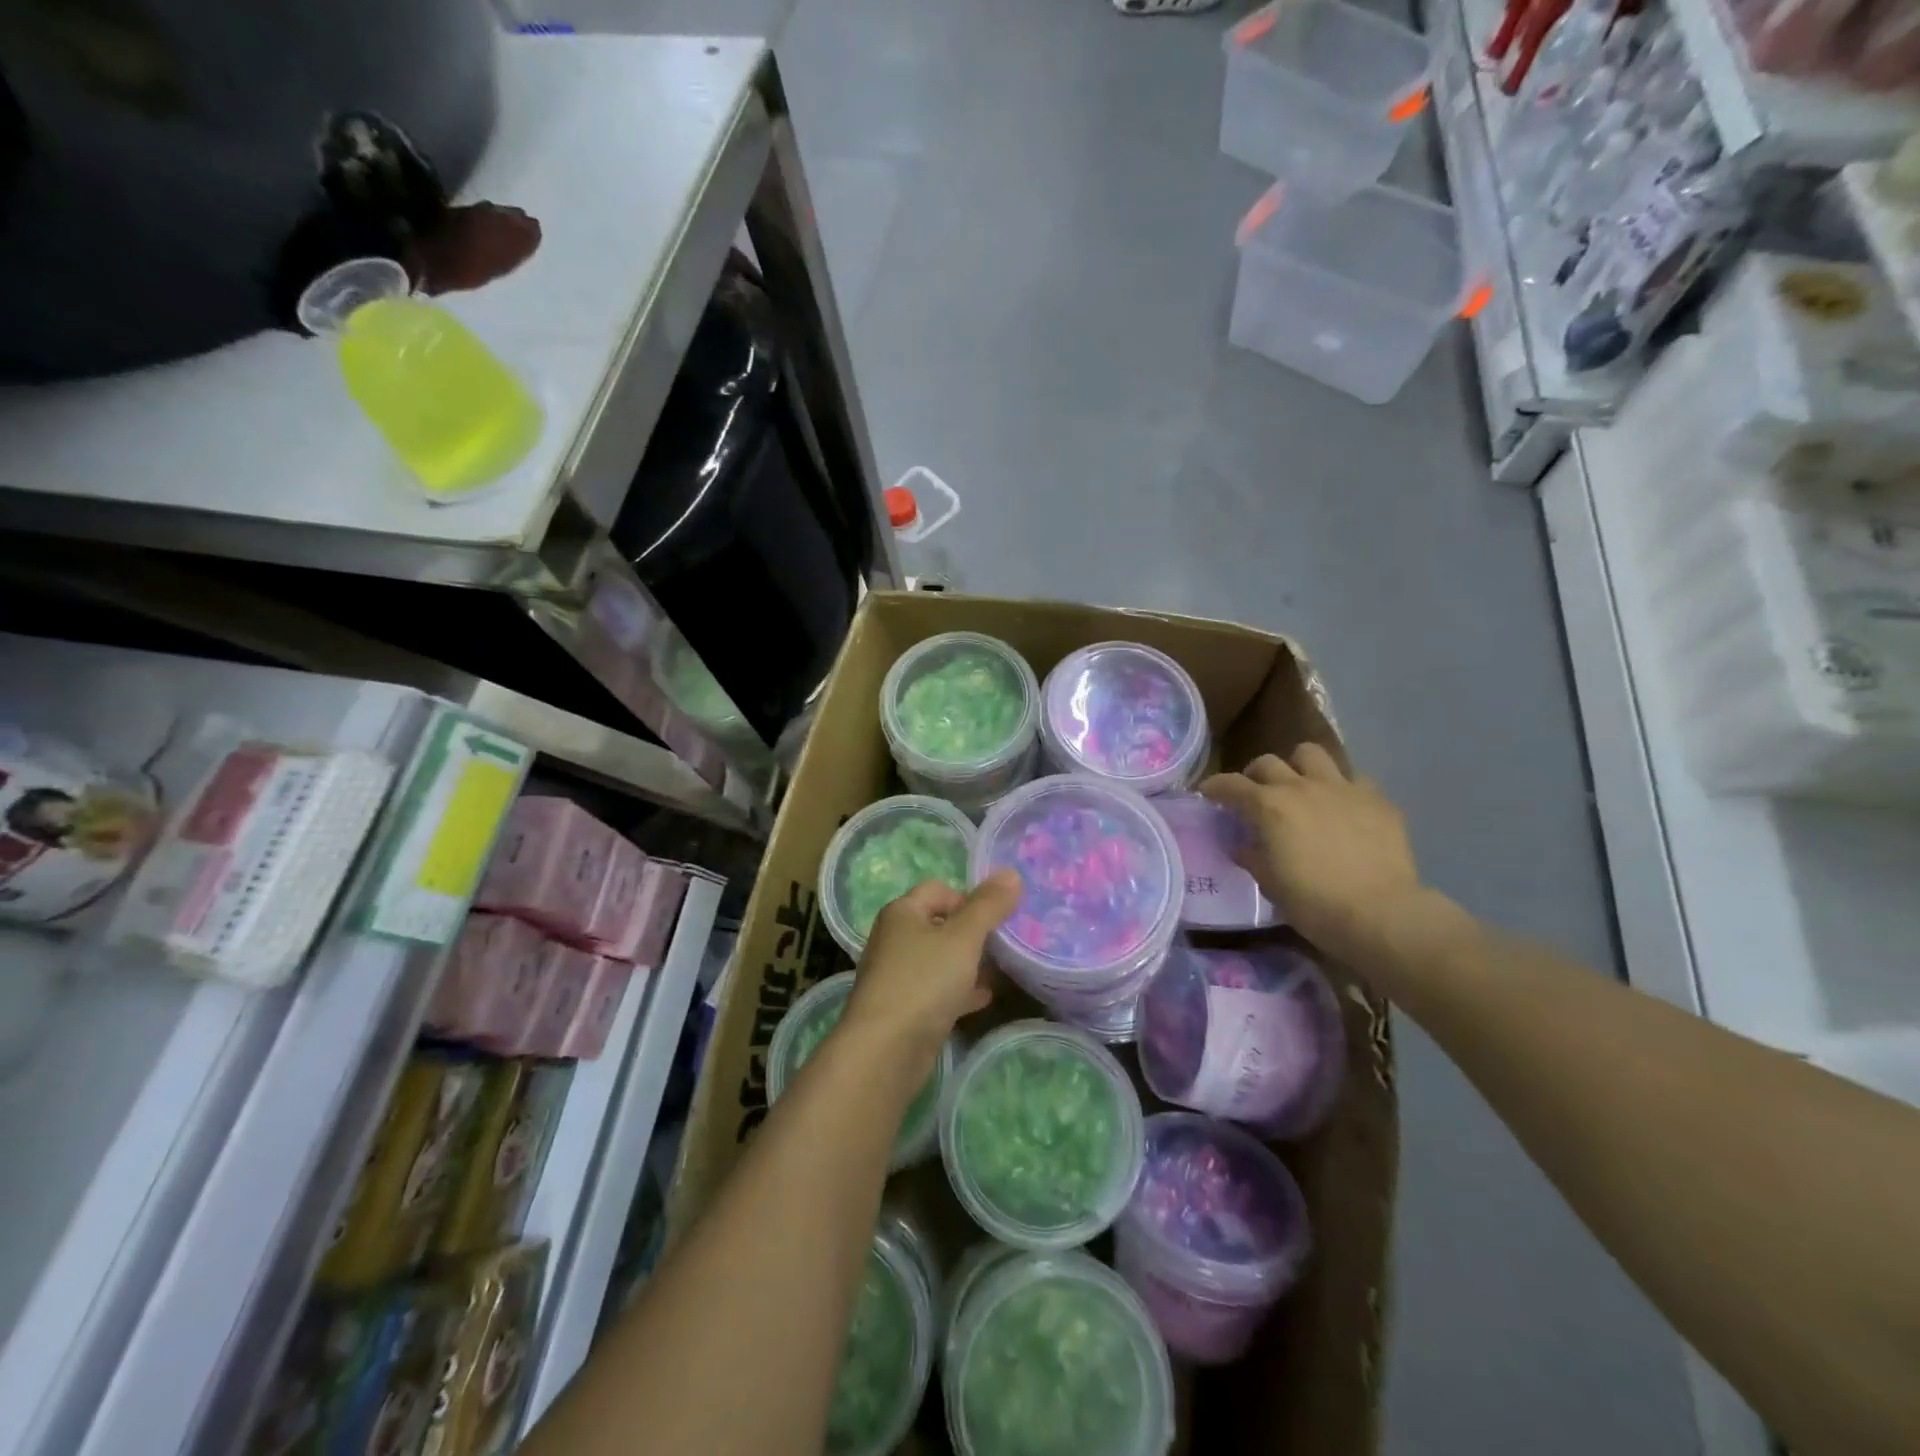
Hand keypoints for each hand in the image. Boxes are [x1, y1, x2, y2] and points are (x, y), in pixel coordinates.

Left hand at [843, 869, 1021, 1056]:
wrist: (885, 1050)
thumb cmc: (923, 981)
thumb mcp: (963, 937)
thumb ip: (988, 906)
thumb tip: (1011, 873)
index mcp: (902, 912)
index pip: (938, 889)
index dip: (969, 897)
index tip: (997, 917)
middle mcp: (895, 938)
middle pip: (940, 924)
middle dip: (973, 932)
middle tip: (1005, 943)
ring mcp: (897, 975)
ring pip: (940, 959)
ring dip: (968, 962)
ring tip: (1001, 969)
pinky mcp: (904, 1008)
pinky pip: (937, 989)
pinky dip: (959, 990)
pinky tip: (983, 998)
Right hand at [1201, 744, 1426, 962]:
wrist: (1380, 914)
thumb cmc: (1314, 903)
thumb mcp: (1269, 883)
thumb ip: (1252, 856)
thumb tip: (1243, 845)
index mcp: (1269, 806)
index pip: (1231, 785)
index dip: (1215, 787)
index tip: (1208, 793)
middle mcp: (1301, 787)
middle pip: (1268, 762)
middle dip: (1255, 775)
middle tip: (1256, 794)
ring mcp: (1342, 788)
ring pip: (1312, 754)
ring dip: (1299, 767)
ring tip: (1301, 787)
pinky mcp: (1377, 800)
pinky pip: (1354, 780)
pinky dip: (1342, 790)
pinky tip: (1344, 810)